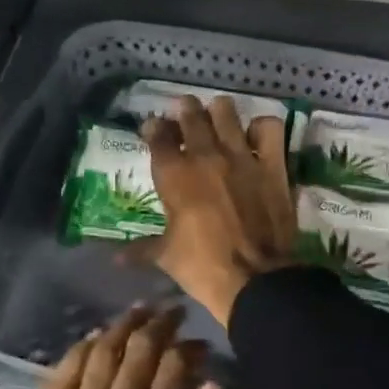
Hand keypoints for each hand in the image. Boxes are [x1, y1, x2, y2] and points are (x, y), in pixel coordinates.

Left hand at [0, 305, 221, 388]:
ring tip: (138, 311)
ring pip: (100, 357)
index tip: (201, 342)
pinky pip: (61, 380)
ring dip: (120, 328)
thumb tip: (211, 387)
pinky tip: (92, 339)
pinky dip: (78, 352)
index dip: (189, 348)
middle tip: (172, 311)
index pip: (173, 370)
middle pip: (137, 354)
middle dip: (158, 325)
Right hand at [138, 96, 296, 325]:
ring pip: (226, 112)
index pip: (158, 136)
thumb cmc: (203, 267)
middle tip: (185, 111)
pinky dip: (261, 127)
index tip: (154, 128)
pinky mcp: (272, 164)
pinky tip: (256, 136)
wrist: (255, 278)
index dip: (154, 128)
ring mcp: (241, 156)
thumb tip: (116, 259)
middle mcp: (206, 156)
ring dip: (219, 111)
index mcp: (174, 175)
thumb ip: (141, 250)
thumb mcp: (166, 257)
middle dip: (185, 110)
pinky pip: (269, 128)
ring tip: (218, 116)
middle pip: (191, 115)